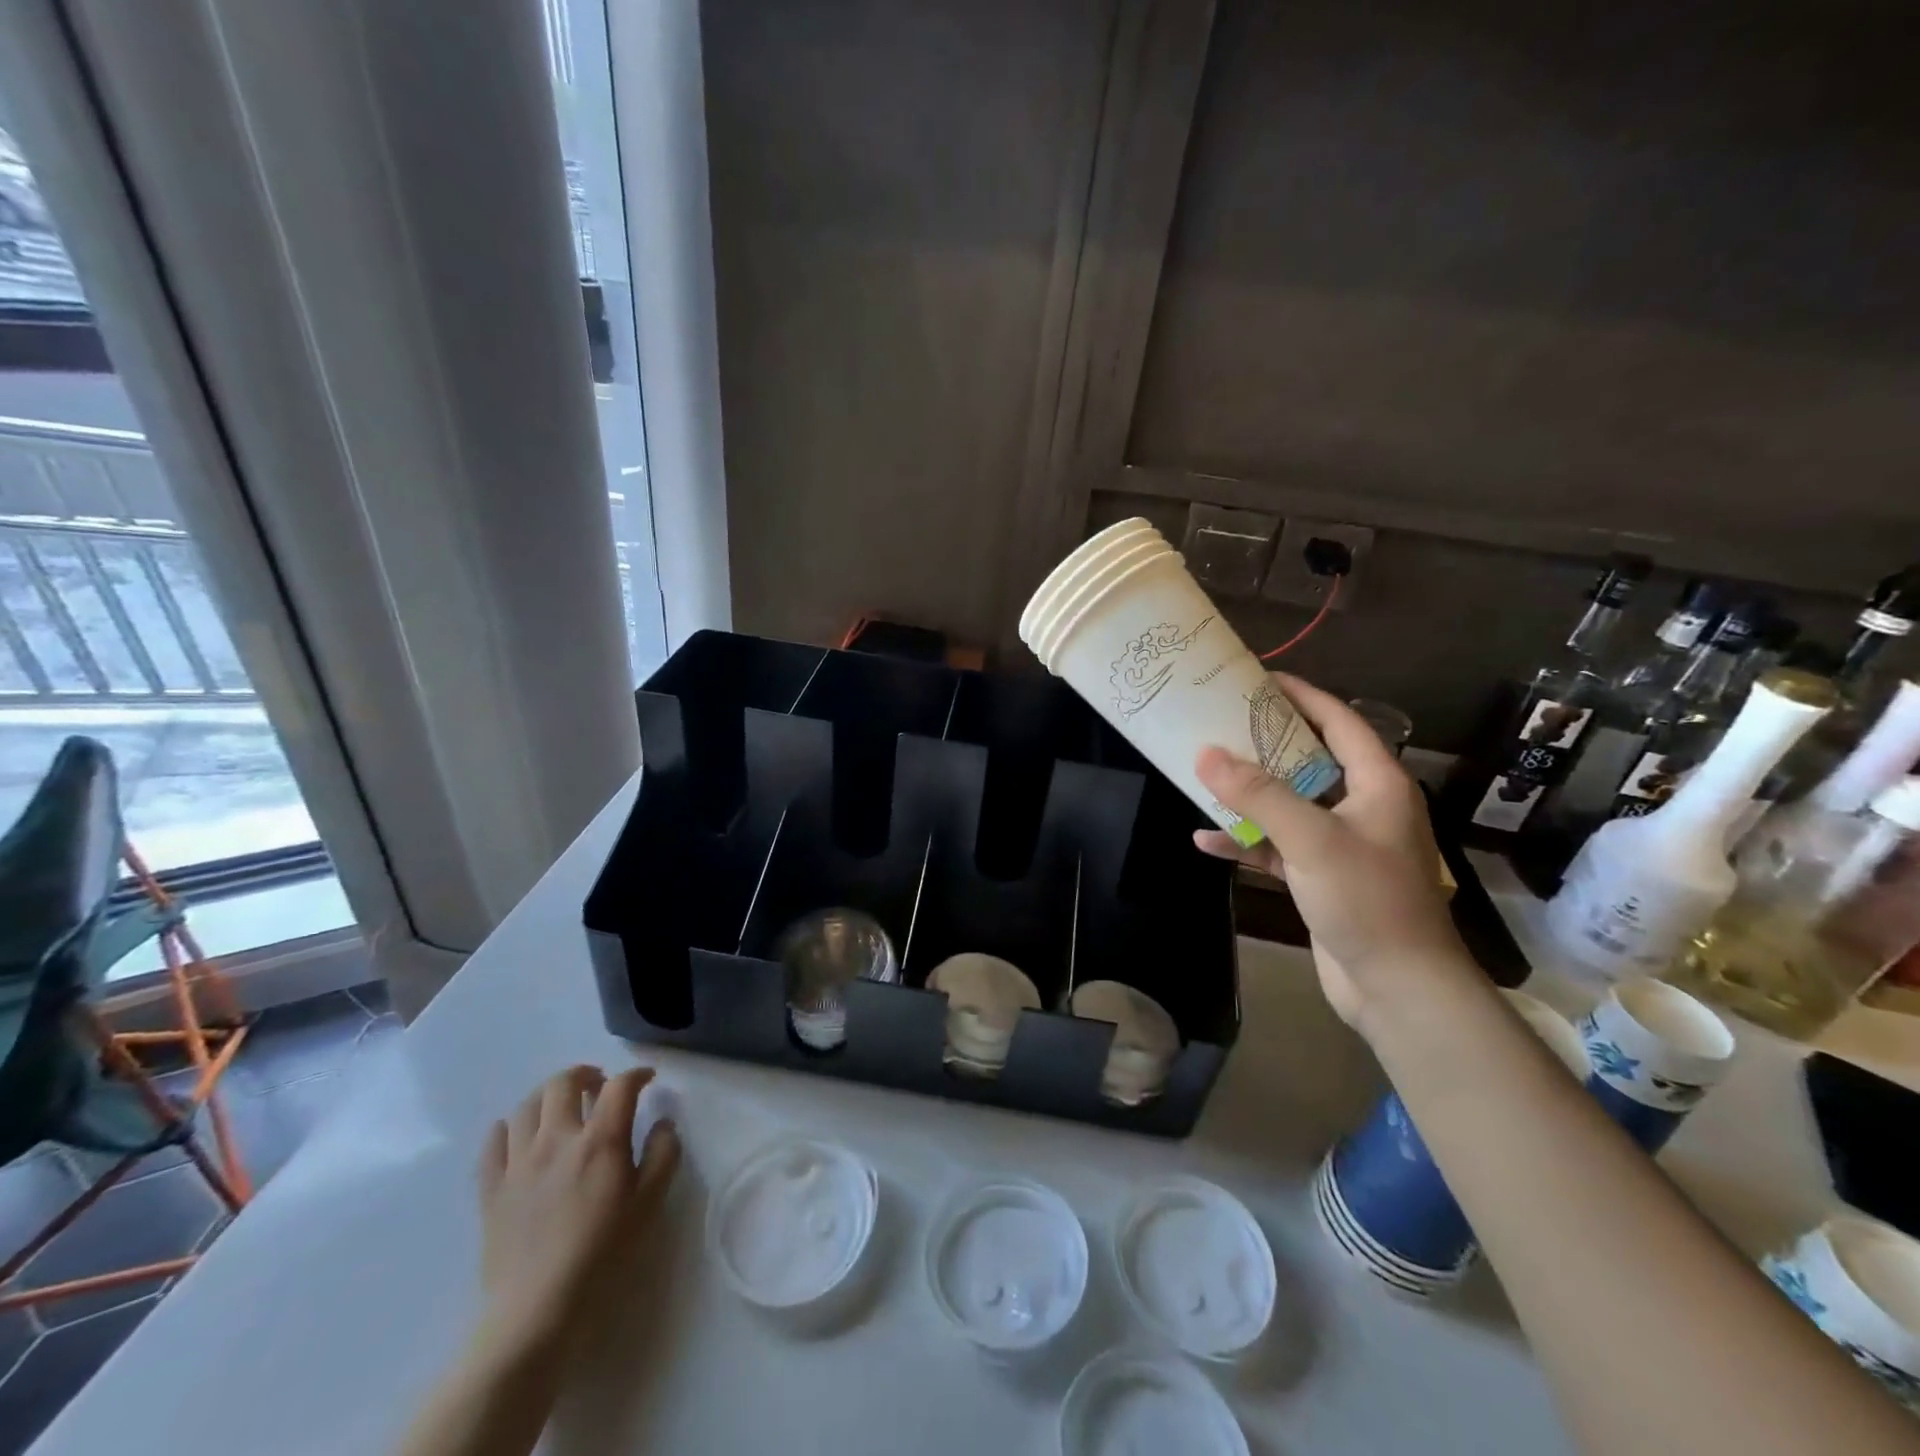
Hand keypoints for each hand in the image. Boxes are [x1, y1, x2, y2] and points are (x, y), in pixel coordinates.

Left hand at [475, 1064, 680, 1361]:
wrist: (536, 1313)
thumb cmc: (603, 1255)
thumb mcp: (650, 1204)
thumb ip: (663, 1155)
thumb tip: (663, 1122)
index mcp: (600, 1141)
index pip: (620, 1086)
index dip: (636, 1075)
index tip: (647, 1080)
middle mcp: (557, 1139)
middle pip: (564, 1083)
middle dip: (586, 1074)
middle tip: (600, 1086)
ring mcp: (518, 1163)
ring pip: (527, 1106)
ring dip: (548, 1096)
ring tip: (562, 1108)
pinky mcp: (491, 1189)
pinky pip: (493, 1143)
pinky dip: (508, 1128)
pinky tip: (519, 1134)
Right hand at [1192, 673, 1471, 1031]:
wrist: (1398, 987)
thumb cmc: (1368, 901)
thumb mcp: (1311, 839)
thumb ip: (1259, 794)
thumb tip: (1205, 753)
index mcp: (1377, 784)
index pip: (1340, 722)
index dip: (1302, 696)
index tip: (1259, 679)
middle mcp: (1362, 806)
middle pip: (1308, 760)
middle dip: (1264, 744)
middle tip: (1220, 723)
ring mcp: (1341, 843)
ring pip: (1288, 804)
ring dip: (1248, 794)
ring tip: (1203, 775)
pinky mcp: (1321, 876)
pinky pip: (1278, 845)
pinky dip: (1246, 840)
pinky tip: (1207, 839)